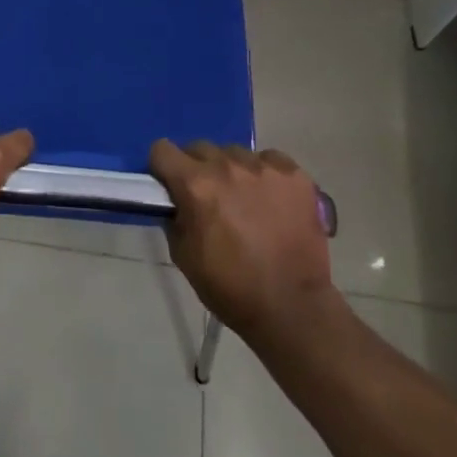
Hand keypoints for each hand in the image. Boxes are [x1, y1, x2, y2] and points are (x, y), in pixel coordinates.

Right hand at [150, 140, 334, 341]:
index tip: (170, 184)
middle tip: (209, 198)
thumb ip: (174, 217)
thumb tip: (175, 200)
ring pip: (235, 153)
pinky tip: (271, 201)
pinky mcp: (294, 175)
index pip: (162, 150)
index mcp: (196, 185)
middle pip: (199, 148)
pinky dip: (265, 175)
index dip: (162, 167)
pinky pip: (269, 160)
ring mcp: (264, 167)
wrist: (292, 308)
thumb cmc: (231, 288)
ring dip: (232, 171)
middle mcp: (227, 166)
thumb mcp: (183, 256)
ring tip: (245, 201)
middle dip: (197, 169)